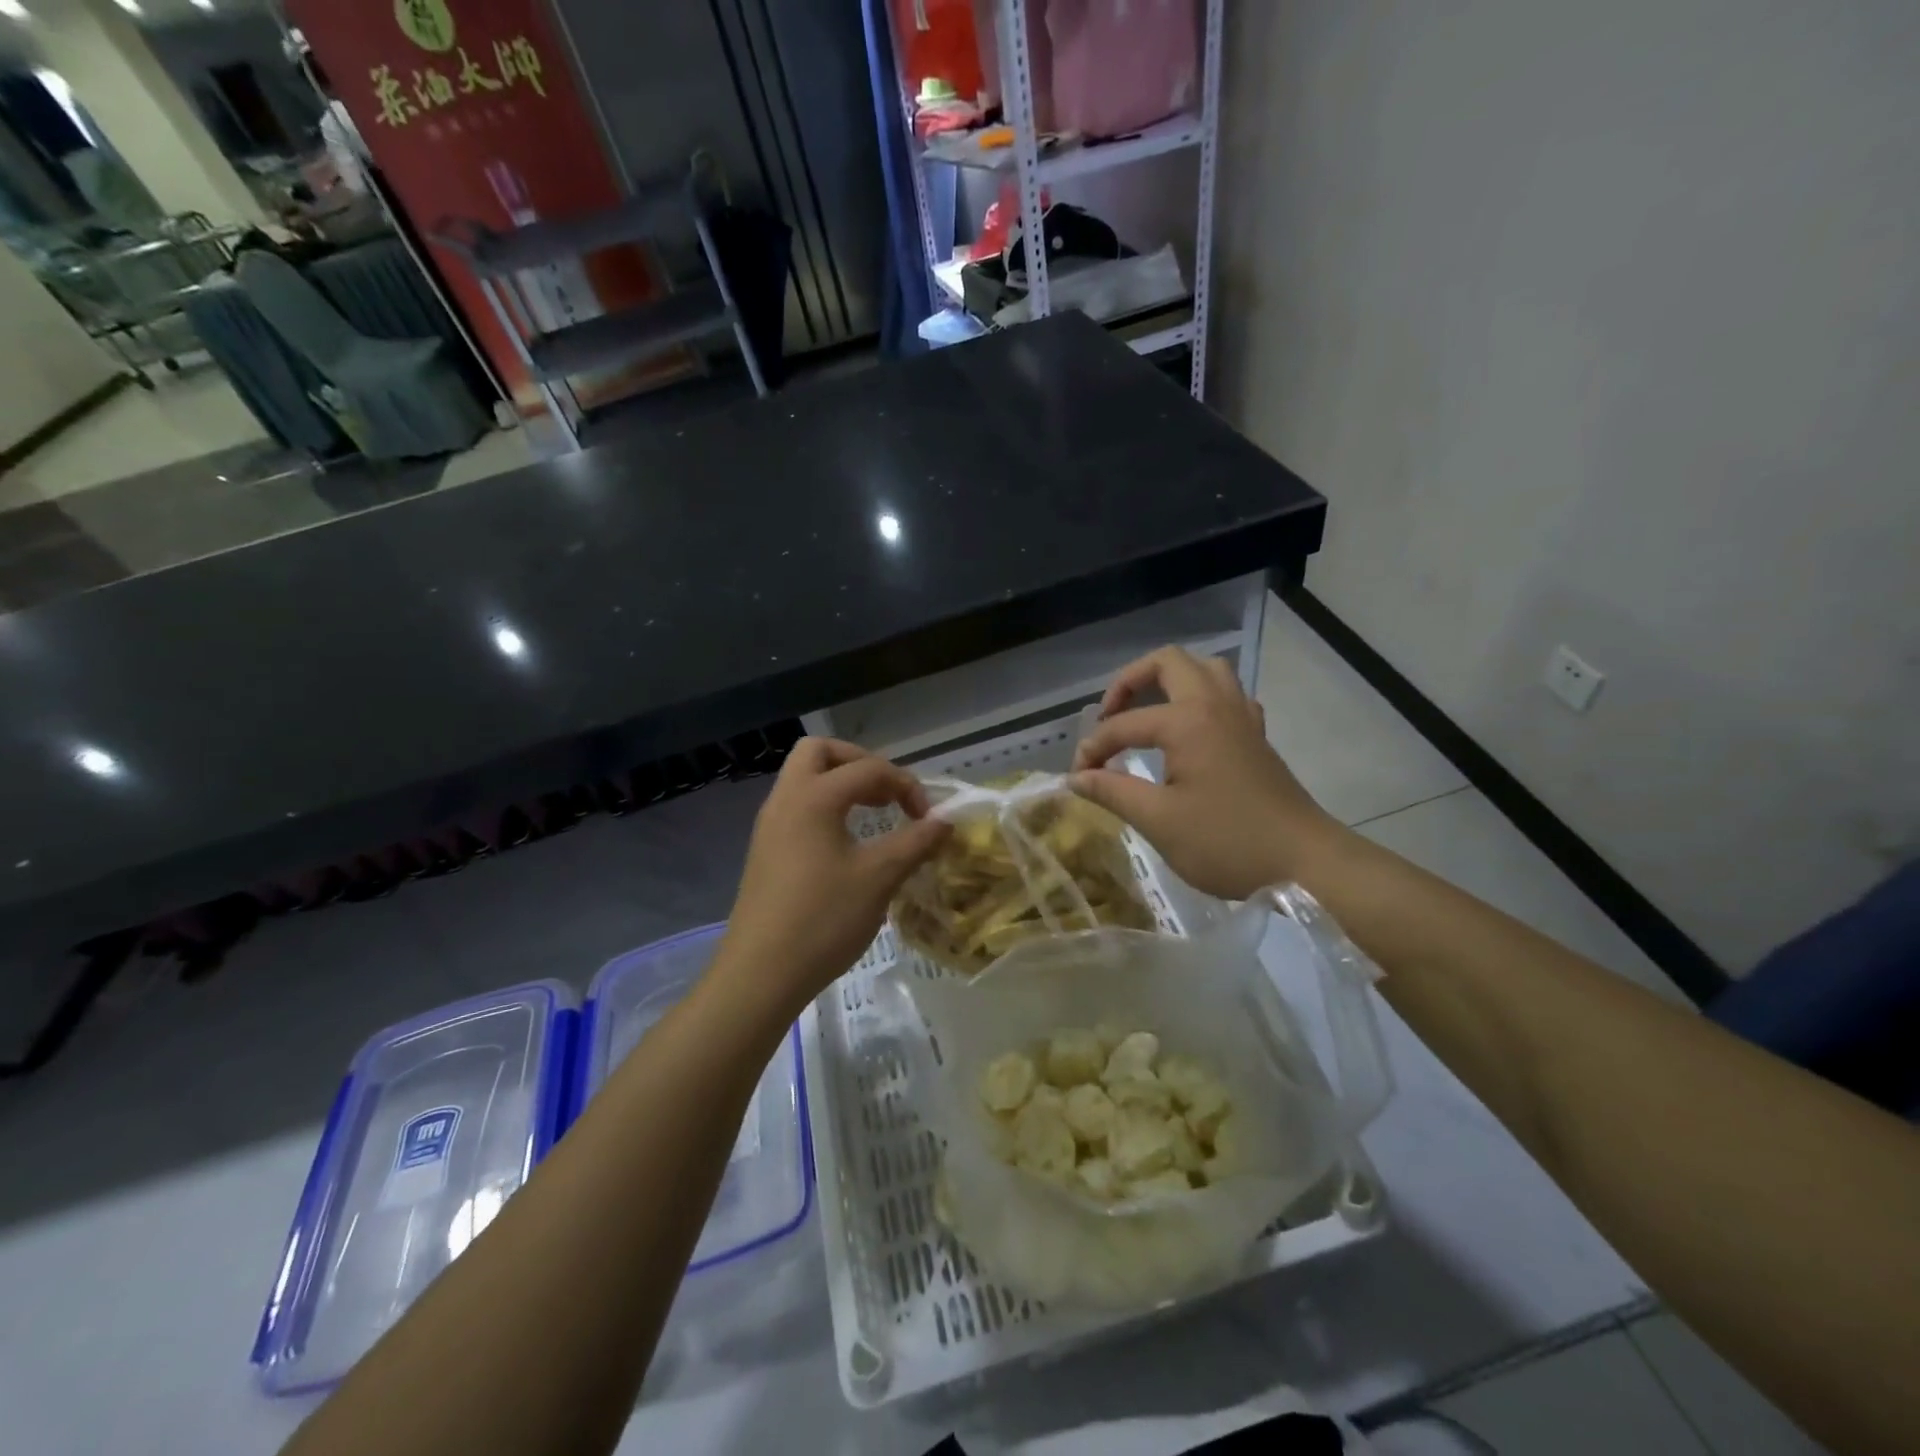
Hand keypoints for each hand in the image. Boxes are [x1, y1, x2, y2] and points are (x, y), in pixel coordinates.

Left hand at [713, 738, 949, 1016]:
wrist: (760, 975)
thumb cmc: (823, 920)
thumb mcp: (879, 878)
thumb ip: (915, 842)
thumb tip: (945, 821)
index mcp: (813, 797)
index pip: (868, 768)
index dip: (906, 785)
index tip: (927, 818)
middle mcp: (786, 799)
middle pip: (820, 752)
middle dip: (860, 763)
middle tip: (887, 794)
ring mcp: (770, 825)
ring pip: (804, 779)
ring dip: (841, 785)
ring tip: (874, 815)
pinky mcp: (766, 850)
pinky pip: (797, 807)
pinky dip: (826, 808)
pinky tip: (847, 845)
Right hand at [1070, 647, 1340, 898]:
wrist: (1305, 863)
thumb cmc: (1227, 842)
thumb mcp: (1158, 821)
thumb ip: (1112, 792)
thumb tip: (1075, 778)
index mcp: (1188, 721)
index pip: (1124, 724)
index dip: (1094, 749)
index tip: (1078, 779)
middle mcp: (1216, 705)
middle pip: (1168, 663)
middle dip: (1129, 682)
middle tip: (1110, 717)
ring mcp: (1242, 717)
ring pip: (1204, 670)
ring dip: (1169, 682)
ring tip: (1146, 713)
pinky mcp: (1257, 736)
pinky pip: (1226, 695)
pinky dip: (1199, 700)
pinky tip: (1188, 732)